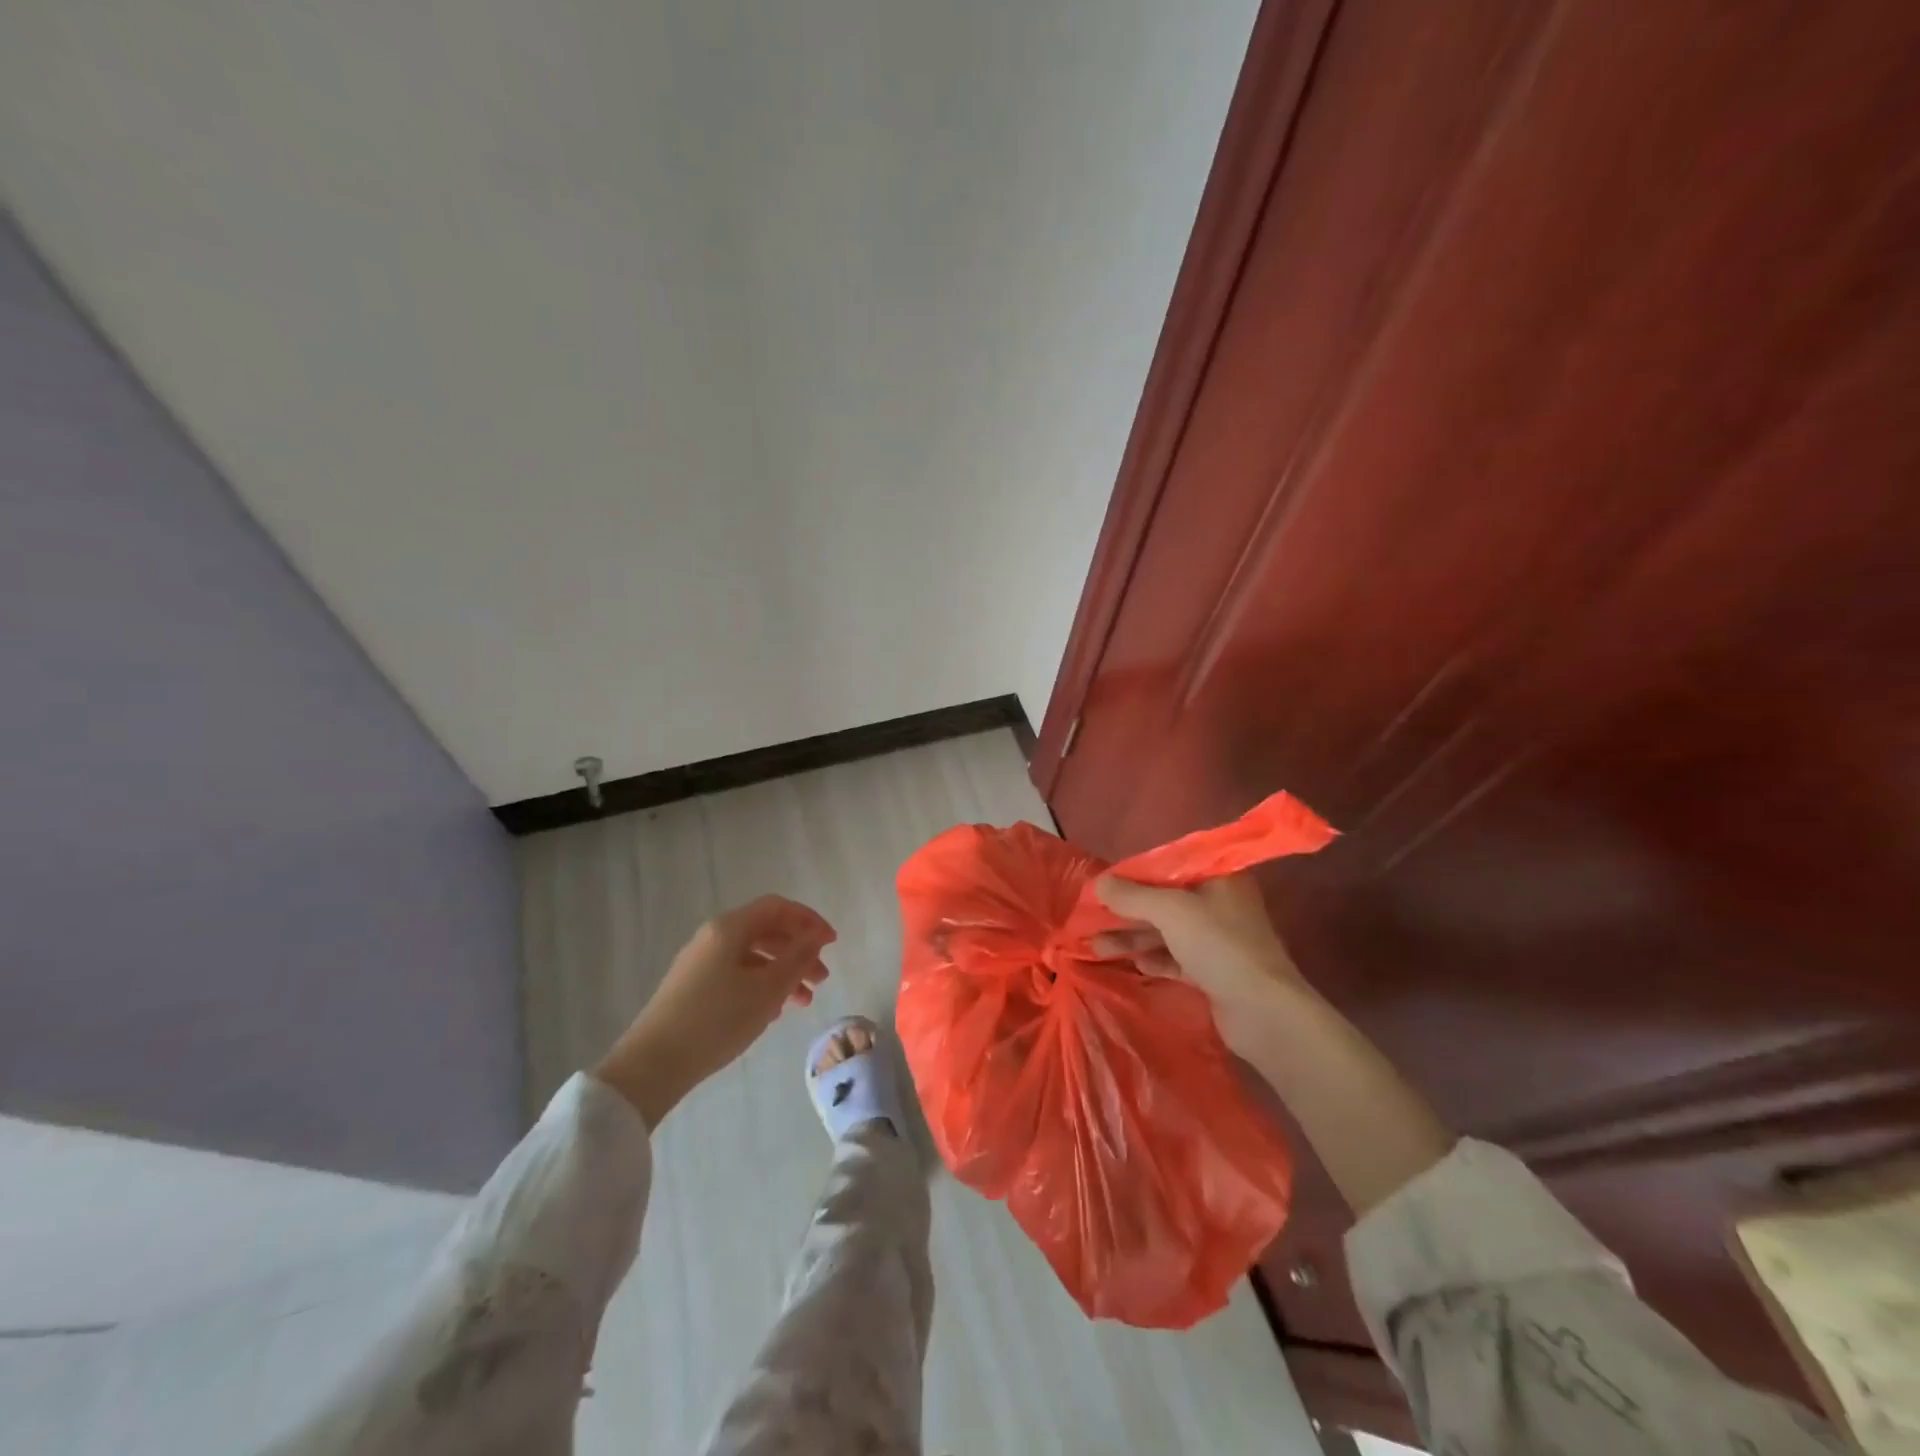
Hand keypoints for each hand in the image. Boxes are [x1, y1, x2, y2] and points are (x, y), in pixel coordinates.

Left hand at [594, 895, 835, 1128]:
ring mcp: (699, 962)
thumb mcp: (768, 988)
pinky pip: (736, 973)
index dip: (809, 920)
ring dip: (782, 972)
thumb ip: (798, 957)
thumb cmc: (717, 1019)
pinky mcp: (691, 987)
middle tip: (821, 979)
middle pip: (766, 931)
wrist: (652, 1065)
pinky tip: (772, 1012)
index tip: (832, 943)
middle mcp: (713, 936)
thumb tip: (816, 934)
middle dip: (798, 950)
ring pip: (752, 956)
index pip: (777, 908)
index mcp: (730, 928)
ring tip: (802, 1002)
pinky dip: (760, 985)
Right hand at [1092, 874, 1305, 1056]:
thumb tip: (1099, 883)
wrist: (1264, 1012)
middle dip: (1128, 910)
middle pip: (1165, 900)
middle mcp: (1220, 904)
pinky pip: (1176, 959)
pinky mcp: (1215, 972)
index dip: (1135, 874)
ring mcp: (1219, 940)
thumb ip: (1132, 896)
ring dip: (1134, 937)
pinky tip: (1134, 964)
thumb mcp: (1170, 911)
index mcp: (1219, 878)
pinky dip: (1155, 959)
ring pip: (1168, 932)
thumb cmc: (1218, 945)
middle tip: (1092, 917)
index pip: (1170, 865)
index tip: (1104, 884)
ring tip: (1096, 947)